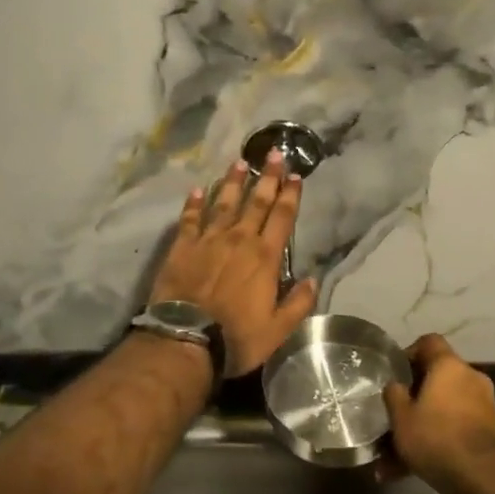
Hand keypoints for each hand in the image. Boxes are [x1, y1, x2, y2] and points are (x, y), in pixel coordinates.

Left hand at [149, 150, 318, 377]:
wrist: (186, 340)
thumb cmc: (236, 338)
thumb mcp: (278, 329)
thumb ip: (298, 303)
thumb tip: (313, 279)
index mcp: (265, 257)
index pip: (282, 217)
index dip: (290, 195)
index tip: (295, 175)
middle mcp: (239, 240)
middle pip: (256, 202)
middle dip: (267, 177)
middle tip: (273, 153)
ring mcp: (208, 240)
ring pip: (224, 203)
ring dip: (233, 182)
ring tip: (239, 162)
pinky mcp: (182, 247)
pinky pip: (190, 219)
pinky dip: (194, 203)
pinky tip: (197, 190)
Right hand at [382, 335, 494, 493]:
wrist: (484, 478)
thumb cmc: (436, 437)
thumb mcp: (401, 417)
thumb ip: (394, 395)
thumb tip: (395, 385)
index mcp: (449, 365)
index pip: (429, 342)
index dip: (409, 353)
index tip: (396, 374)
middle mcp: (470, 377)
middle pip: (437, 378)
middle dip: (414, 399)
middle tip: (395, 417)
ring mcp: (483, 404)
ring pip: (443, 409)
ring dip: (423, 426)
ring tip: (395, 458)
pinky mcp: (490, 430)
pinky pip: (455, 427)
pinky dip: (438, 441)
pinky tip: (411, 471)